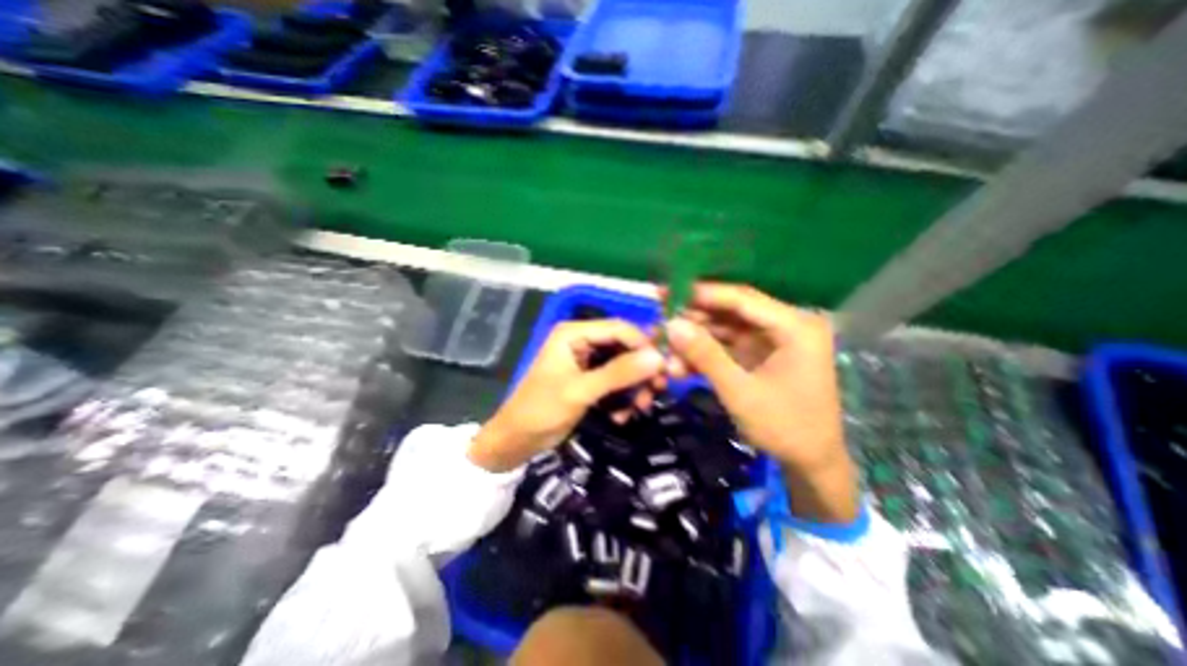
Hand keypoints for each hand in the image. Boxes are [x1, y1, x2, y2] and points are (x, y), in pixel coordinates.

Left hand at [465, 318, 665, 469]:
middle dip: (640, 371)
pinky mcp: (589, 377)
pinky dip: (623, 397)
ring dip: (634, 388)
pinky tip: (621, 416)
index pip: (619, 328)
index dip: (643, 346)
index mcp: (574, 333)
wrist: (518, 440)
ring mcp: (587, 359)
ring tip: (638, 409)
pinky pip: (616, 380)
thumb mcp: (581, 391)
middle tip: (655, 392)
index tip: (662, 370)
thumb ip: (618, 373)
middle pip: (624, 346)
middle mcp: (583, 340)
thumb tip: (658, 357)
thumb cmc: (542, 410)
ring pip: (624, 365)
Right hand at [663, 283, 858, 523]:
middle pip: (731, 311)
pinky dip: (704, 354)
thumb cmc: (785, 428)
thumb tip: (671, 324)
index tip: (667, 292)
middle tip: (660, 316)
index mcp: (795, 327)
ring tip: (664, 345)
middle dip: (694, 317)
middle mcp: (785, 325)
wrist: (811, 463)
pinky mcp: (759, 355)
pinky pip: (726, 346)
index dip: (702, 293)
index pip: (742, 298)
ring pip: (724, 329)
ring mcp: (771, 340)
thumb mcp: (740, 391)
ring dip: (695, 339)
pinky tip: (679, 364)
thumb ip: (705, 355)